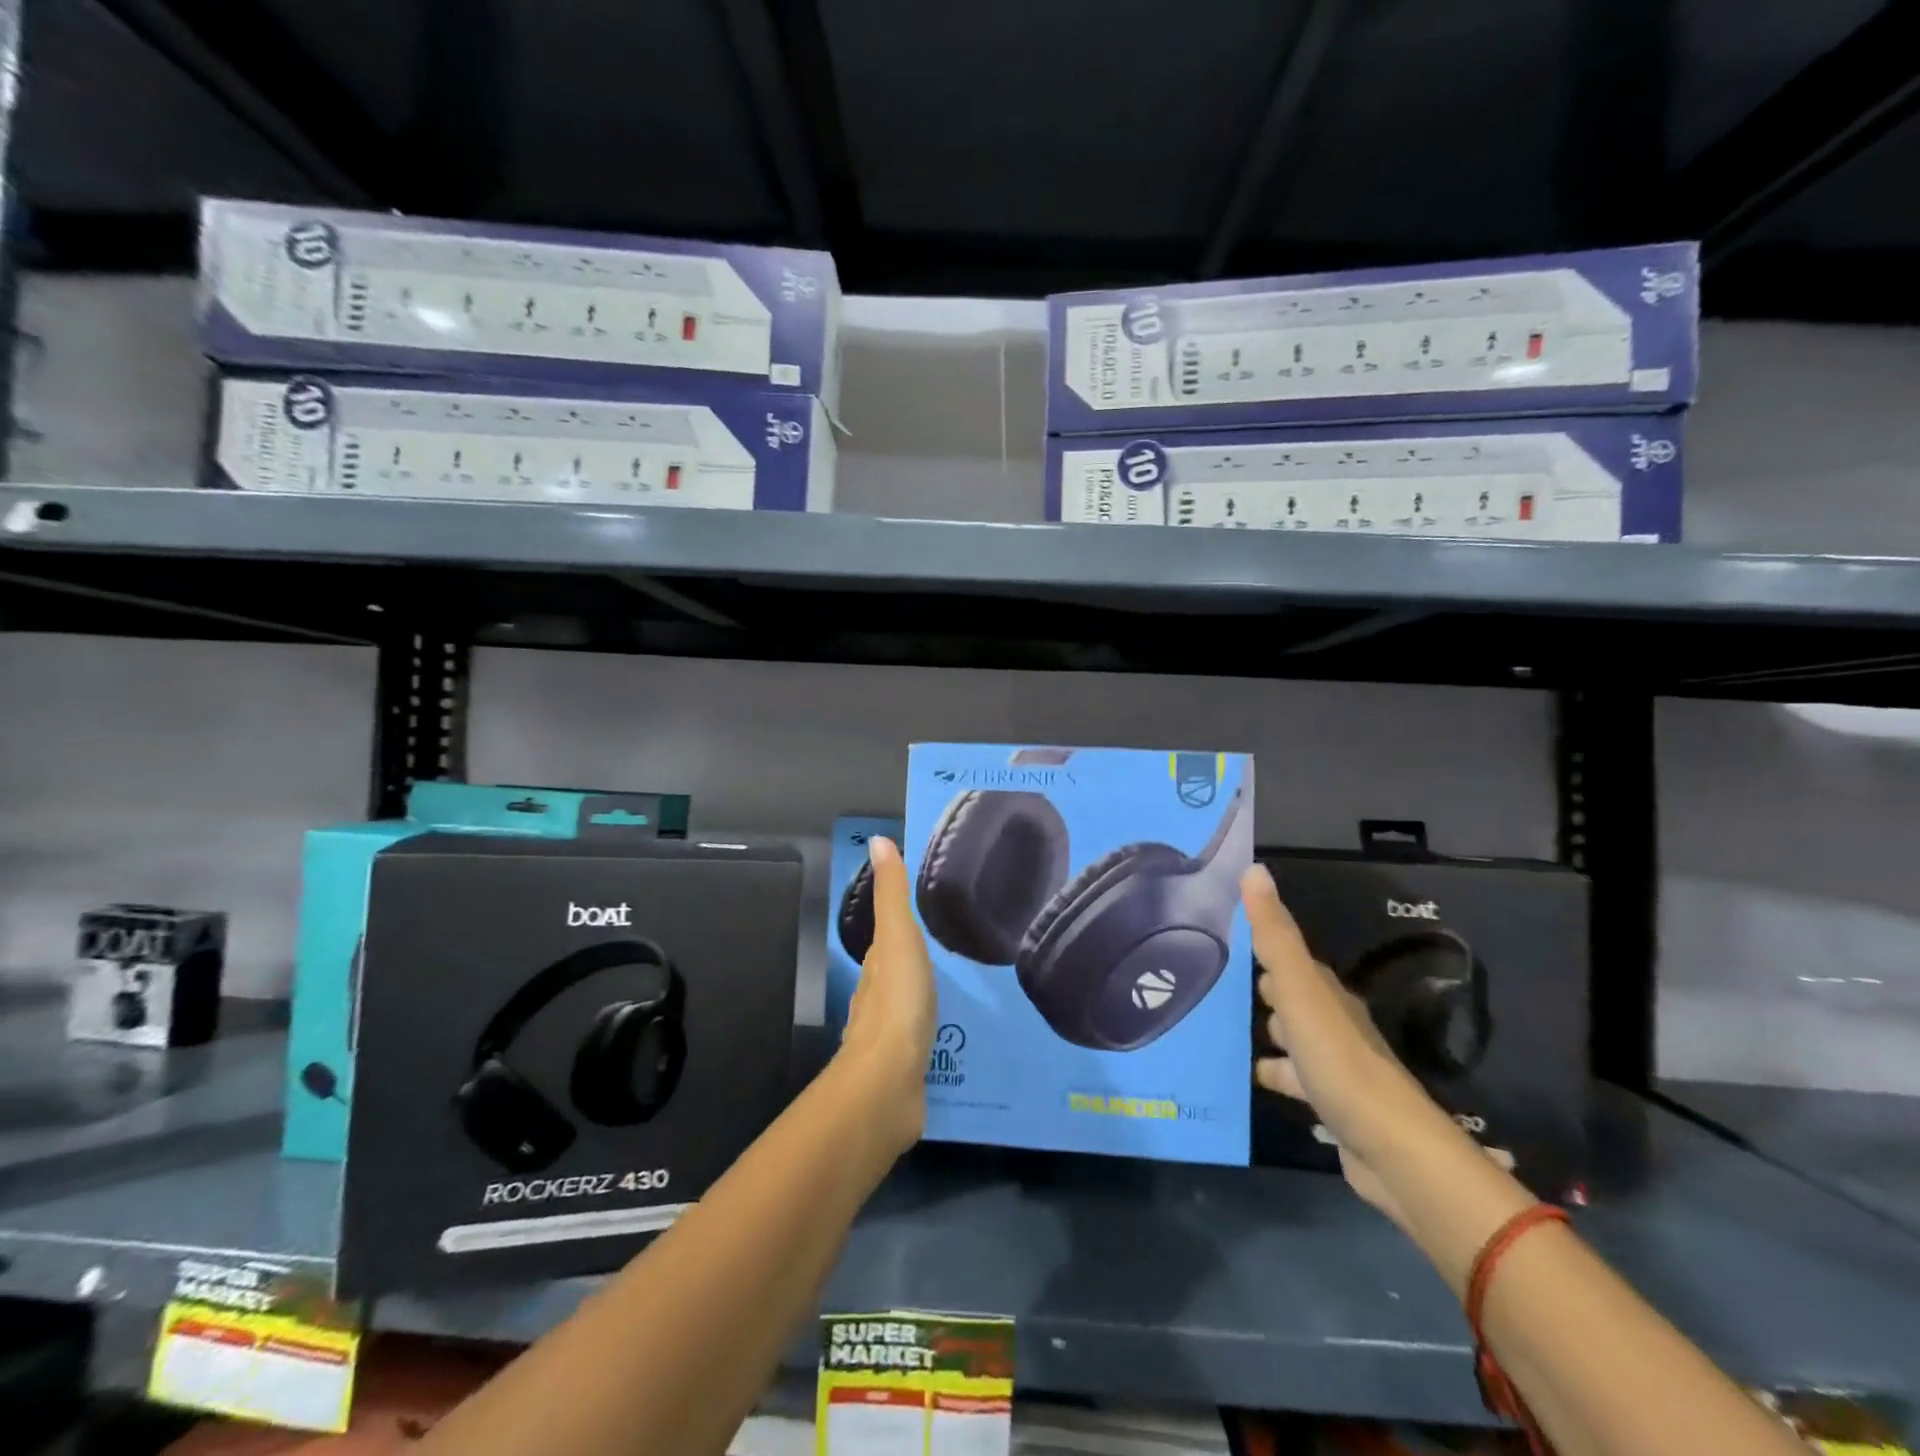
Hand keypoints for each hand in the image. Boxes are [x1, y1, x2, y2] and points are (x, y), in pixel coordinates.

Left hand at [839, 837, 937, 1153]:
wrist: (888, 1084)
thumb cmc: (896, 1002)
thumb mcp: (898, 937)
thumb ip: (891, 894)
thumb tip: (877, 841)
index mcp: (878, 966)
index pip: (888, 938)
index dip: (904, 923)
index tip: (932, 911)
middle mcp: (878, 998)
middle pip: (899, 973)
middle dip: (921, 961)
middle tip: (958, 949)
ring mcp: (892, 1037)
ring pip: (912, 1008)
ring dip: (929, 997)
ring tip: (967, 989)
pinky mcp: (909, 1069)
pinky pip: (926, 1042)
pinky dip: (937, 1033)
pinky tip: (961, 1034)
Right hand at [1244, 864, 1488, 1224]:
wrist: (1392, 1151)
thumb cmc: (1340, 1061)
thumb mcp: (1299, 990)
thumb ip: (1274, 934)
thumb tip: (1254, 868)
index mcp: (1325, 993)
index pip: (1289, 958)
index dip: (1261, 945)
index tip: (1222, 935)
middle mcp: (1331, 1023)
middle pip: (1291, 998)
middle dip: (1259, 989)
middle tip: (1212, 980)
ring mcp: (1332, 1065)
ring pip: (1290, 1039)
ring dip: (1264, 1034)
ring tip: (1217, 1030)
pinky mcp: (1329, 1104)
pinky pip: (1292, 1079)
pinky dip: (1272, 1074)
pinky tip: (1245, 1077)